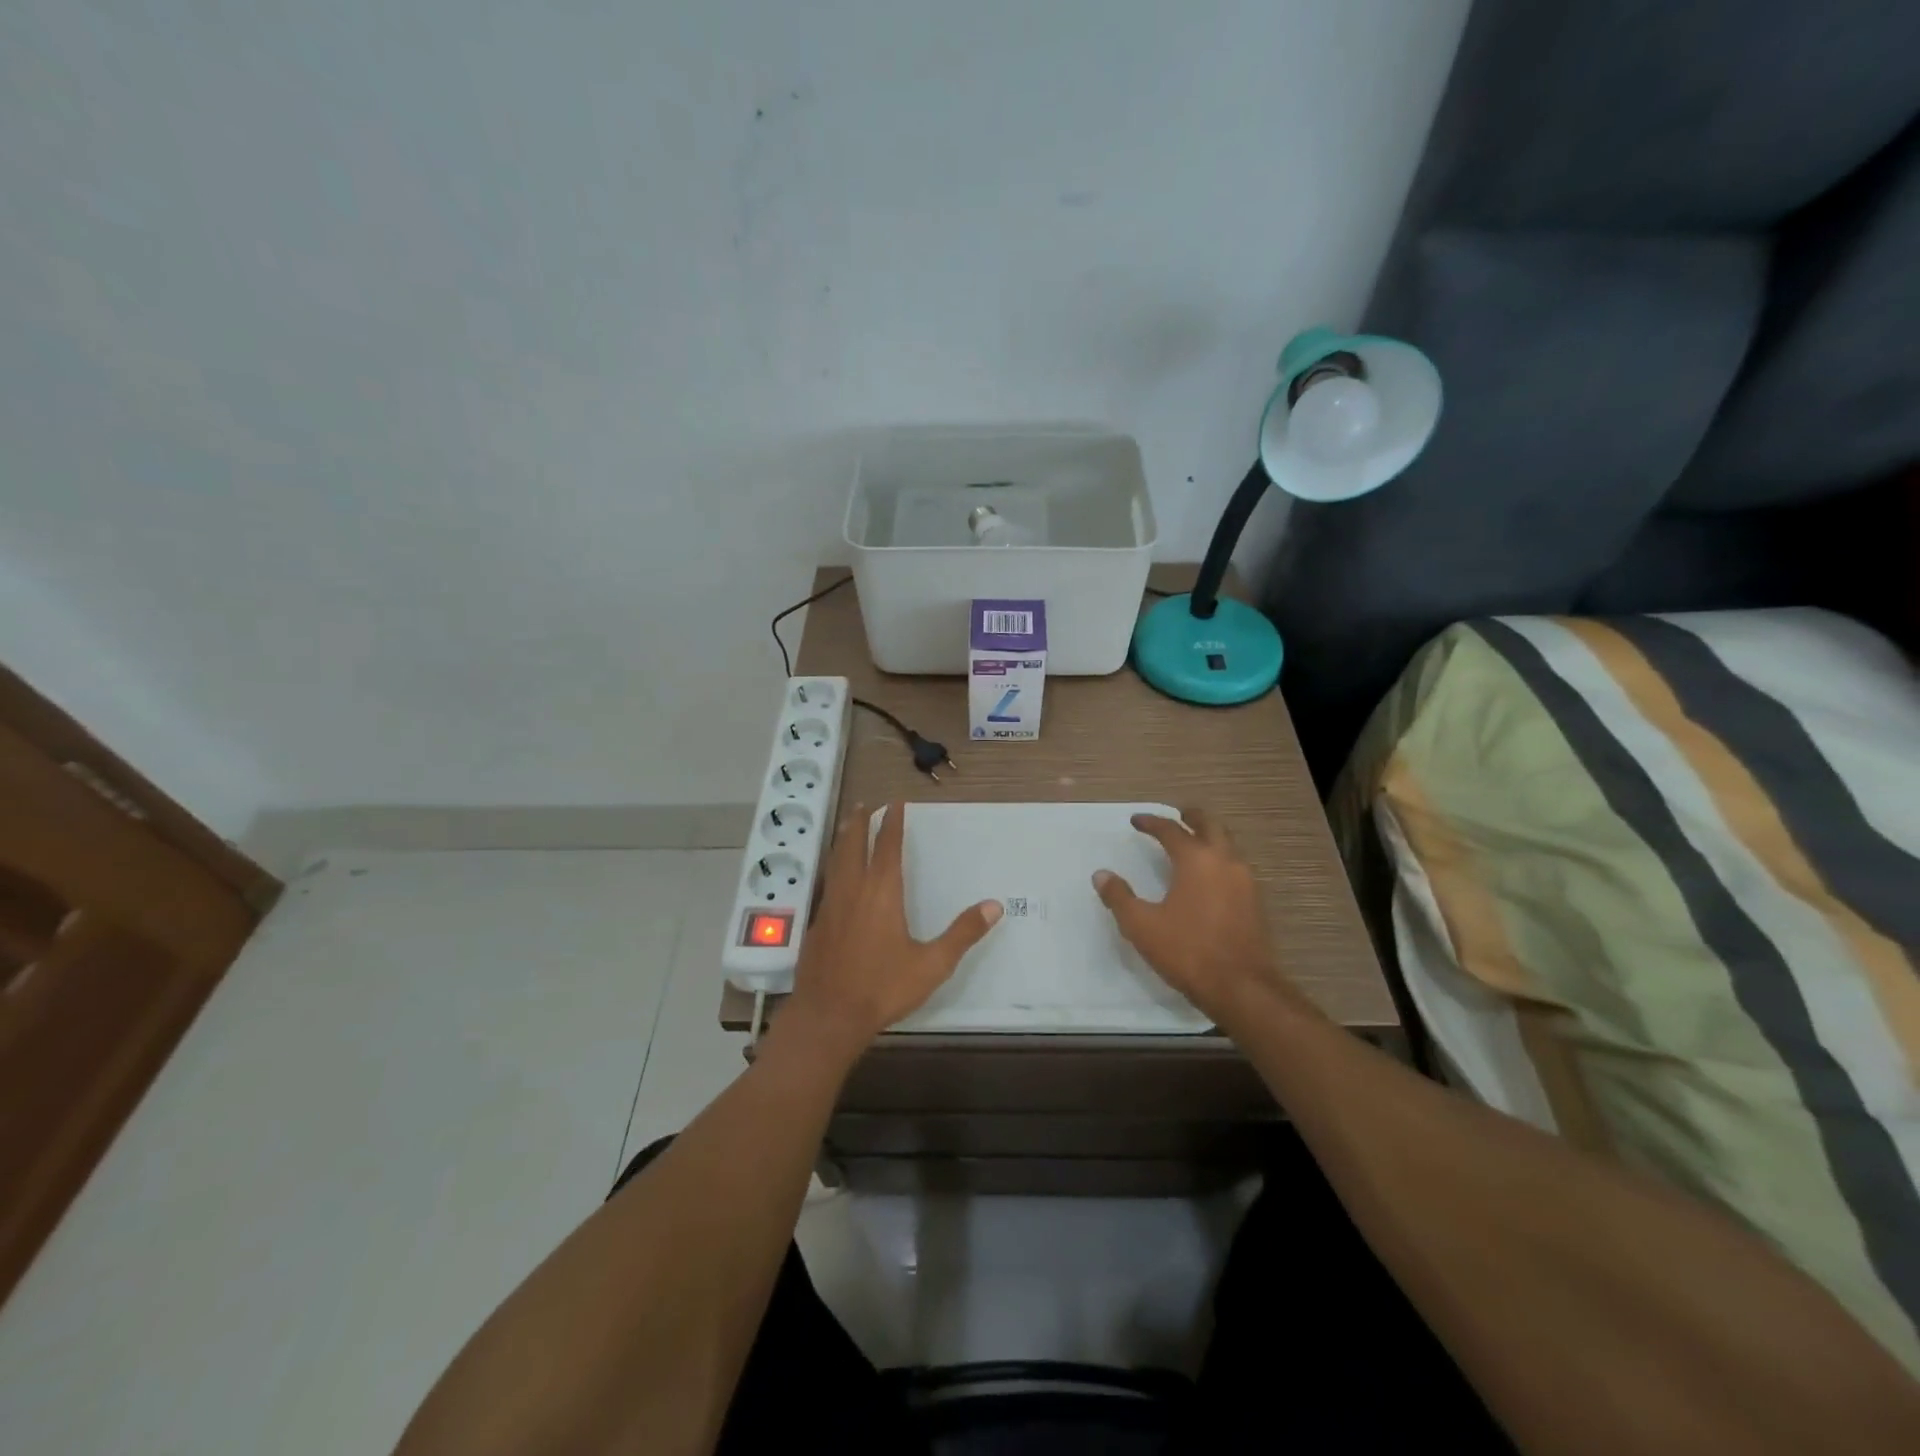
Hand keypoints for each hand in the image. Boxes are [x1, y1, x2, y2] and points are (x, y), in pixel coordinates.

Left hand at [782, 800, 1002, 1053]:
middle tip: (866, 804)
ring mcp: (831, 905)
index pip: (888, 847)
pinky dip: (833, 866)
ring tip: (847, 826)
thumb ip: (963, 933)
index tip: (895, 803)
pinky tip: (835, 876)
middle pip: (854, 845)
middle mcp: (853, 890)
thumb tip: (994, 905)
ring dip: (844, 839)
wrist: (828, 1015)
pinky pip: (827, 882)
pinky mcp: (817, 923)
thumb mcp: (932, 964)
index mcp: (882, 892)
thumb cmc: (883, 987)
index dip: (892, 823)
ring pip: (836, 861)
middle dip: (861, 822)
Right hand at [1093, 807, 1300, 1029]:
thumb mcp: (1142, 926)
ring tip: (1194, 841)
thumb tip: (1101, 875)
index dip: (1152, 822)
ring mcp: (1245, 881)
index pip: (1171, 830)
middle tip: (1178, 814)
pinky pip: (1236, 866)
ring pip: (1228, 844)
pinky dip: (1221, 858)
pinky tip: (1210, 876)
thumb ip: (1119, 897)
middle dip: (1192, 817)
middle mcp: (1224, 861)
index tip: (1136, 820)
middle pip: (1211, 825)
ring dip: (1210, 836)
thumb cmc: (1187, 951)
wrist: (1242, 987)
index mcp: (1196, 860)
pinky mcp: (1255, 902)